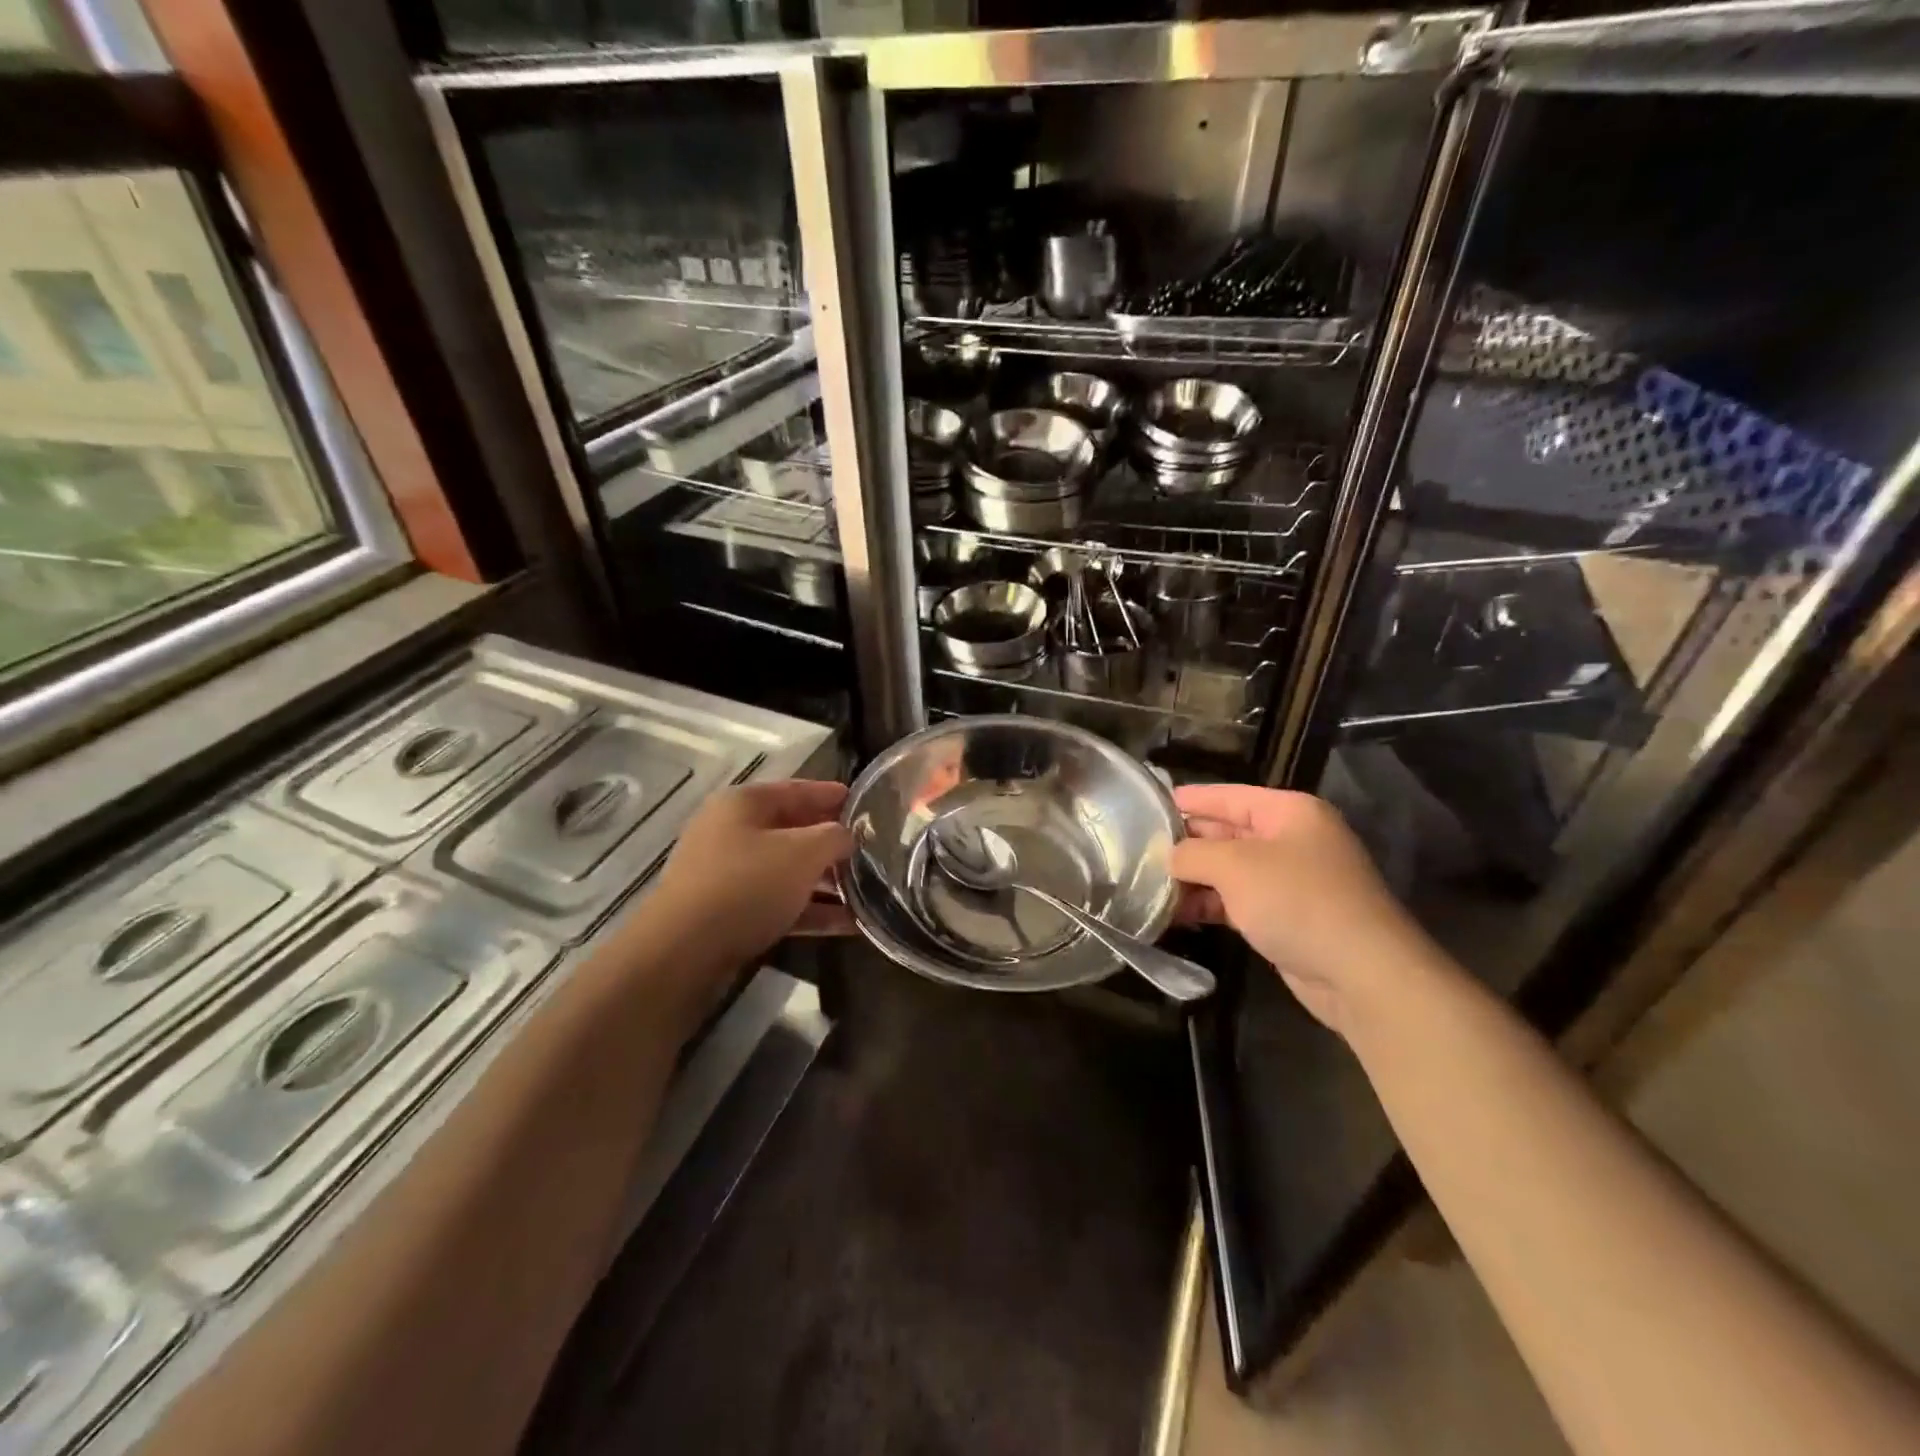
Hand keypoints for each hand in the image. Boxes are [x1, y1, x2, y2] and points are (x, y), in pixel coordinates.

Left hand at [643, 780, 854, 975]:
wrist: (684, 951)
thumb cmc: (748, 884)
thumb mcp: (803, 853)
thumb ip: (834, 837)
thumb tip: (847, 835)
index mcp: (743, 804)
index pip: (798, 789)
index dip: (833, 795)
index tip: (865, 803)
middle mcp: (731, 832)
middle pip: (792, 831)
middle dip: (832, 844)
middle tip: (870, 851)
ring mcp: (726, 874)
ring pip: (787, 871)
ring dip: (826, 882)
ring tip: (867, 892)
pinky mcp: (727, 913)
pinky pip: (778, 903)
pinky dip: (810, 910)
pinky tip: (847, 924)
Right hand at [1171, 784, 1433, 1035]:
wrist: (1361, 974)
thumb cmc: (1297, 900)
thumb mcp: (1234, 866)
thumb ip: (1193, 853)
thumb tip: (1169, 855)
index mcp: (1289, 812)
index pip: (1228, 796)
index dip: (1189, 800)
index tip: (1148, 805)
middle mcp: (1291, 840)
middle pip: (1227, 832)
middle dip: (1186, 843)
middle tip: (1139, 849)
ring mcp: (1290, 880)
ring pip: (1229, 870)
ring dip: (1193, 879)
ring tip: (1148, 885)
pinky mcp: (1285, 917)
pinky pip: (1237, 901)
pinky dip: (1209, 905)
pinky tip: (1176, 914)